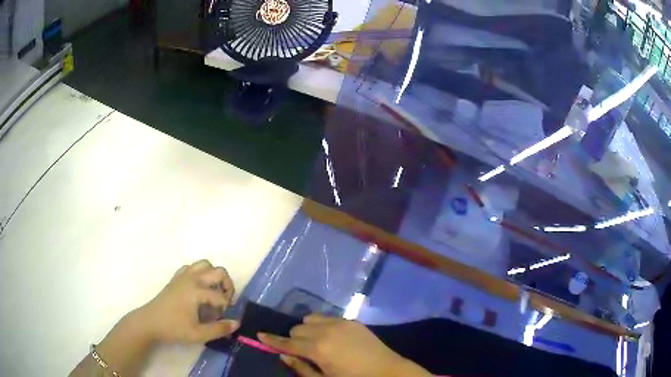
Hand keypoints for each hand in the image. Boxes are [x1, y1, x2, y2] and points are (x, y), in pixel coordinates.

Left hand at [136, 259, 238, 342]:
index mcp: (197, 291)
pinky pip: (192, 267)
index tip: (222, 319)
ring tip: (214, 292)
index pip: (221, 296)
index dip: (226, 309)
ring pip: (205, 264)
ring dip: (214, 276)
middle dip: (227, 286)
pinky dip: (200, 273)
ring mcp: (183, 275)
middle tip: (225, 302)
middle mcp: (192, 278)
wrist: (150, 322)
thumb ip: (220, 329)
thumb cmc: (174, 328)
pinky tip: (199, 288)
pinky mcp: (176, 277)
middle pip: (218, 271)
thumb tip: (237, 323)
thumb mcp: (198, 334)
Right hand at [258, 315, 429, 376]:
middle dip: (293, 338)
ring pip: (310, 319)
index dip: (271, 340)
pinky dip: (322, 325)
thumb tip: (282, 354)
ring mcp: (341, 323)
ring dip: (307, 329)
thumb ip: (301, 367)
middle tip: (300, 350)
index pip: (287, 342)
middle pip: (297, 328)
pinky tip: (330, 336)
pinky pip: (327, 317)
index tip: (259, 335)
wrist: (387, 371)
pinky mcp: (352, 320)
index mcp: (318, 349)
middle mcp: (326, 331)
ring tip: (315, 342)